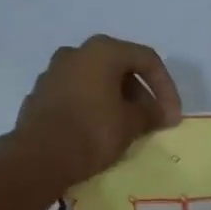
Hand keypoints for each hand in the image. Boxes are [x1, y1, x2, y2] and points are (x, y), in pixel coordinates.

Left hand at [5, 35, 182, 197]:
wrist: (38, 158)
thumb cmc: (92, 133)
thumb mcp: (131, 124)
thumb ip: (151, 113)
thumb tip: (160, 112)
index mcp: (102, 51)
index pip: (146, 59)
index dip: (166, 88)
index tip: (172, 117)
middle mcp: (76, 53)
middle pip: (119, 67)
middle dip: (140, 94)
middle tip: (150, 121)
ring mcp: (53, 73)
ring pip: (95, 81)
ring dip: (115, 100)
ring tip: (126, 127)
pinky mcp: (40, 95)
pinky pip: (76, 95)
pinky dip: (92, 106)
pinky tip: (98, 131)